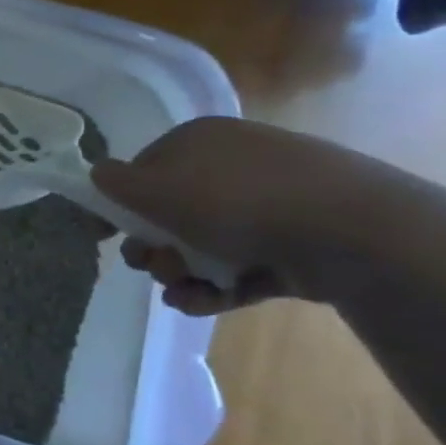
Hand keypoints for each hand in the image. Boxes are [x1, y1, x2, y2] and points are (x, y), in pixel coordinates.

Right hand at [91, 117, 396, 316]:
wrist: (349, 231)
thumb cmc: (236, 201)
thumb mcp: (158, 190)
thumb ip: (117, 184)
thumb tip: (97, 173)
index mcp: (199, 141)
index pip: (145, 169)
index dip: (122, 204)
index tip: (106, 237)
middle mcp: (232, 166)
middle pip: (172, 211)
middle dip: (153, 246)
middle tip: (151, 266)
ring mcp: (267, 204)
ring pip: (204, 243)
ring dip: (181, 272)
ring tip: (181, 292)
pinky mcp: (293, 244)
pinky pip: (241, 265)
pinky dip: (217, 286)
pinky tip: (203, 303)